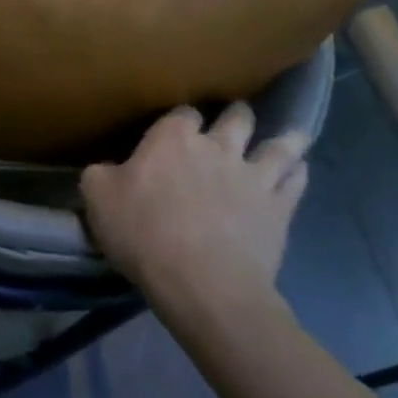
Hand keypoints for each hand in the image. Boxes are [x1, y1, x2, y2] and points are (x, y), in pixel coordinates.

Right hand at [80, 104, 309, 329]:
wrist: (204, 285)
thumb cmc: (144, 233)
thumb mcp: (97, 197)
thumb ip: (100, 174)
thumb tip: (106, 169)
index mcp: (171, 138)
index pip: (182, 113)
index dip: (182, 120)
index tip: (177, 129)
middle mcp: (216, 146)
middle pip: (235, 119)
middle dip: (237, 115)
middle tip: (236, 117)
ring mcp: (253, 177)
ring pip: (277, 145)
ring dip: (285, 138)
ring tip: (291, 133)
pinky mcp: (279, 209)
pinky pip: (295, 181)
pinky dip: (298, 171)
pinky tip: (299, 168)